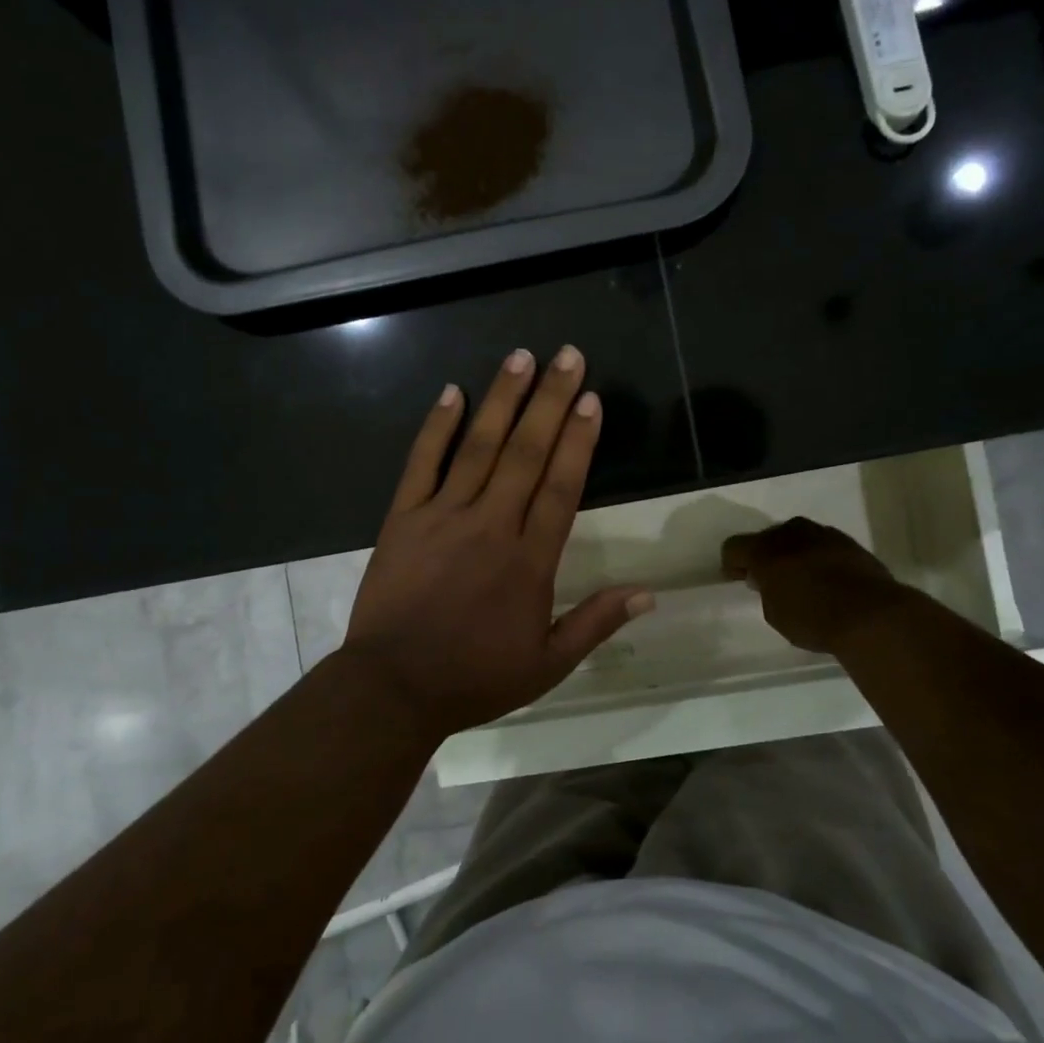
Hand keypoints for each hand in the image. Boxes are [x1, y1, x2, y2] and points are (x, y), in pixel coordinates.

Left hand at [343, 346, 653, 740]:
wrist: (393, 687)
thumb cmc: (474, 677)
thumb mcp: (547, 664)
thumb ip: (596, 623)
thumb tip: (650, 595)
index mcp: (529, 560)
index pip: (562, 486)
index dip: (578, 440)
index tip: (591, 398)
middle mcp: (490, 525)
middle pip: (526, 453)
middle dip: (549, 400)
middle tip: (567, 355)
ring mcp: (442, 517)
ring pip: (478, 447)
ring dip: (502, 399)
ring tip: (521, 357)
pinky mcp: (402, 518)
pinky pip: (421, 464)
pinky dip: (436, 427)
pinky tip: (452, 392)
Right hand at [720, 517, 902, 654]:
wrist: (871, 614)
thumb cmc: (812, 618)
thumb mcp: (775, 613)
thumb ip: (766, 591)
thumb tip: (768, 580)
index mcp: (764, 549)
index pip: (733, 547)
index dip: (732, 564)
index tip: (738, 579)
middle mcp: (791, 533)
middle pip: (767, 538)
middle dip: (765, 556)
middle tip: (770, 580)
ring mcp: (823, 534)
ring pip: (797, 538)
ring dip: (794, 554)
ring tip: (801, 579)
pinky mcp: (850, 542)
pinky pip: (823, 546)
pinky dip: (819, 558)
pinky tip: (827, 579)